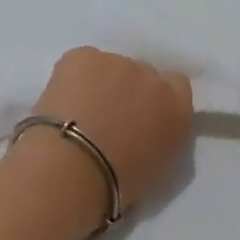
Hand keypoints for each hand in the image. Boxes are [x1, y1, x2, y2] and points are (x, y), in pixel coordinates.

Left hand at [24, 47, 193, 210]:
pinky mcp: (82, 55)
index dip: (156, 98)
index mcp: (177, 108)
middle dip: (127, 90)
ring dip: (100, 83)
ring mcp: (116, 62)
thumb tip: (144, 126)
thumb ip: (159, 134)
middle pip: (142, 73)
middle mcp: (152, 77)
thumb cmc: (117, 183)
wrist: (72, 168)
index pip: (176, 85)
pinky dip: (74, 78)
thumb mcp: (157, 164)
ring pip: (109, 67)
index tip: (140, 114)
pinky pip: (82, 62)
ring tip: (79, 112)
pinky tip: (63, 101)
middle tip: (106, 116)